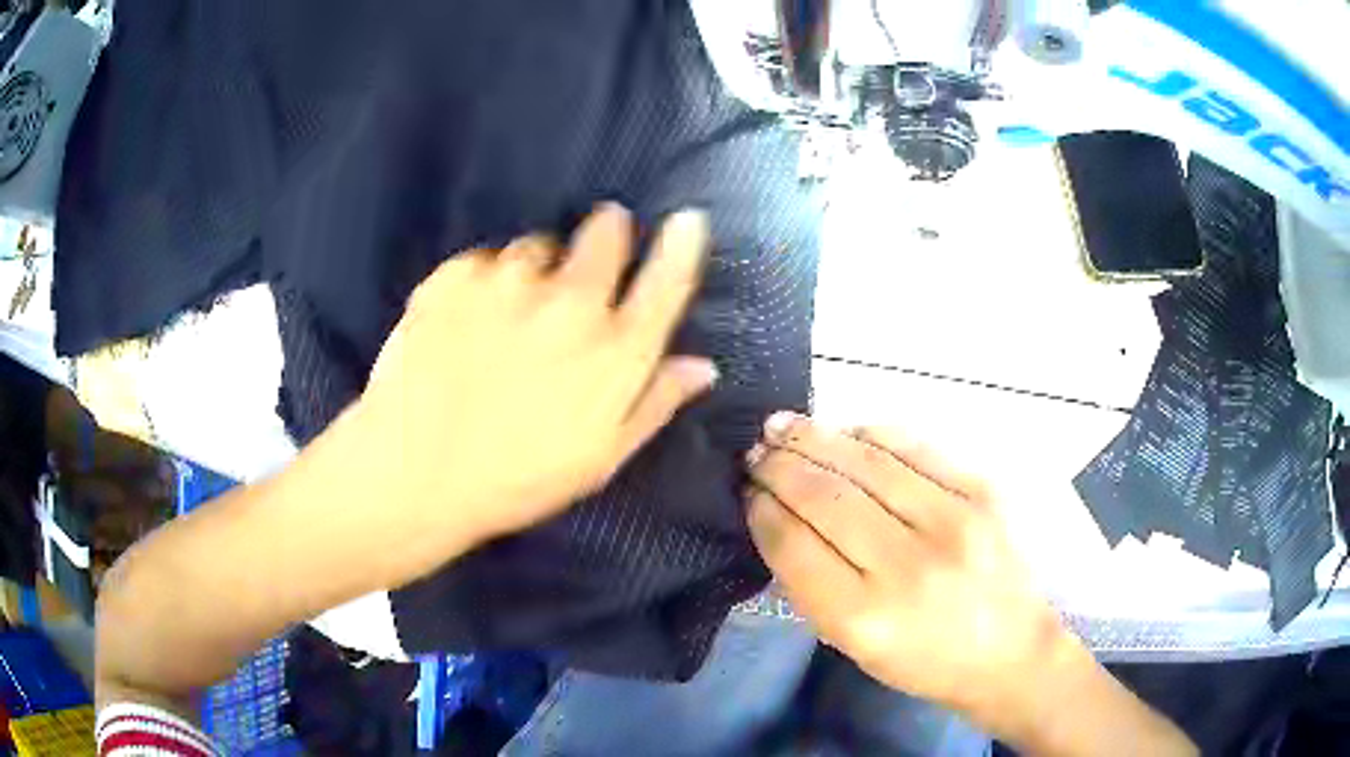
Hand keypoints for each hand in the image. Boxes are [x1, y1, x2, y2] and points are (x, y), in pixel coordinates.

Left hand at [350, 204, 716, 553]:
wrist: (416, 473)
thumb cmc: (518, 478)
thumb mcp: (600, 457)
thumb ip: (655, 402)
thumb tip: (702, 365)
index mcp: (615, 351)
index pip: (667, 281)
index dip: (681, 245)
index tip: (687, 220)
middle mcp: (570, 302)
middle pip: (604, 234)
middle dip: (605, 236)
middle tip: (578, 271)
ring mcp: (509, 281)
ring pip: (536, 249)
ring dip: (532, 271)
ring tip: (504, 319)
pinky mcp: (456, 275)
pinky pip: (483, 261)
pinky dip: (481, 283)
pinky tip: (463, 325)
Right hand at [744, 414, 1071, 722]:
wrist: (1012, 651)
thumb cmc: (926, 662)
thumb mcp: (854, 647)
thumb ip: (811, 586)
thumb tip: (777, 520)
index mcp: (864, 617)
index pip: (794, 544)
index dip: (762, 509)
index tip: (746, 491)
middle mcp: (906, 564)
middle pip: (824, 496)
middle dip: (779, 466)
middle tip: (756, 450)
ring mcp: (951, 520)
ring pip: (865, 462)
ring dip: (815, 437)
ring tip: (783, 426)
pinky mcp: (982, 492)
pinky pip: (914, 447)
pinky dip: (871, 433)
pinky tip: (845, 430)